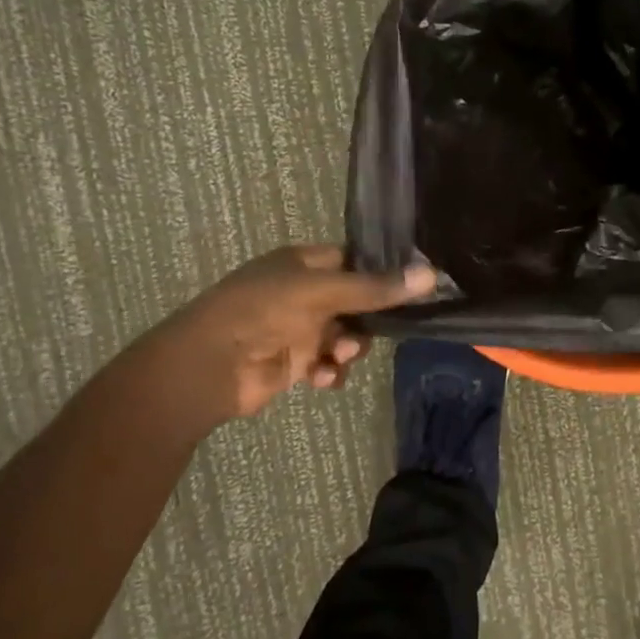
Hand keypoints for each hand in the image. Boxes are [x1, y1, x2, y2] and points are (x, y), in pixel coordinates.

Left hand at [147, 246, 433, 425]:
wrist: (208, 367)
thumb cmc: (262, 311)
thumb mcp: (322, 292)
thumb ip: (375, 288)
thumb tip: (432, 275)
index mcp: (302, 263)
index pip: (354, 260)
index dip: (381, 272)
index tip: (415, 285)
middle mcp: (302, 291)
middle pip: (356, 301)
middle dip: (368, 319)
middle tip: (375, 330)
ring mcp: (297, 327)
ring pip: (345, 335)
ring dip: (348, 348)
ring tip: (337, 356)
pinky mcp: (293, 361)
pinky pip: (327, 363)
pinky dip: (330, 370)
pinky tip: (323, 378)